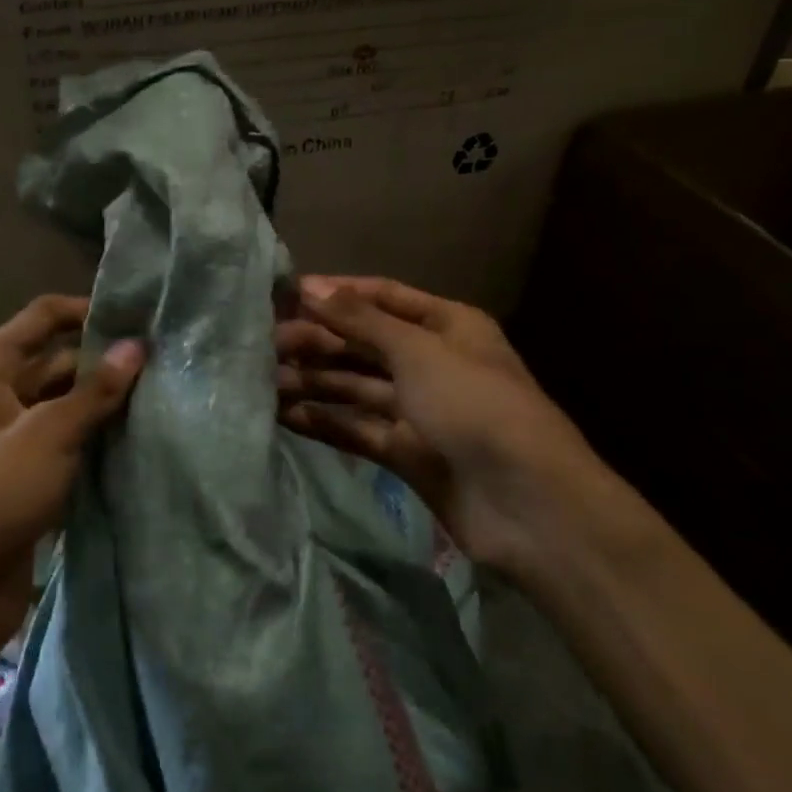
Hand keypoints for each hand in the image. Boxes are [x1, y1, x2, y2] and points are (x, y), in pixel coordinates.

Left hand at [0, 295, 144, 660]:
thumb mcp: (49, 433)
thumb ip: (96, 390)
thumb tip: (137, 346)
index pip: (43, 318)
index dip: (86, 311)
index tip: (137, 318)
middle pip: (57, 362)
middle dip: (104, 362)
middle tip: (162, 363)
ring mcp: (10, 439)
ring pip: (65, 406)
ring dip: (103, 404)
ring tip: (161, 397)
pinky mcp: (24, 478)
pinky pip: (65, 444)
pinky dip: (94, 440)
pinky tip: (137, 440)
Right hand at [276, 275, 605, 570]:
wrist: (528, 504)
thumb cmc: (474, 405)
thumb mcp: (417, 350)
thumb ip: (360, 320)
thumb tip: (309, 286)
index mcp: (446, 325)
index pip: (382, 297)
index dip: (336, 293)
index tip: (286, 294)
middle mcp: (431, 362)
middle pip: (364, 343)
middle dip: (317, 340)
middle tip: (265, 342)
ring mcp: (418, 410)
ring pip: (356, 387)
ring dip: (314, 381)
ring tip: (263, 378)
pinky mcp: (406, 453)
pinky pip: (357, 428)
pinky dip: (324, 420)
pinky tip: (284, 414)